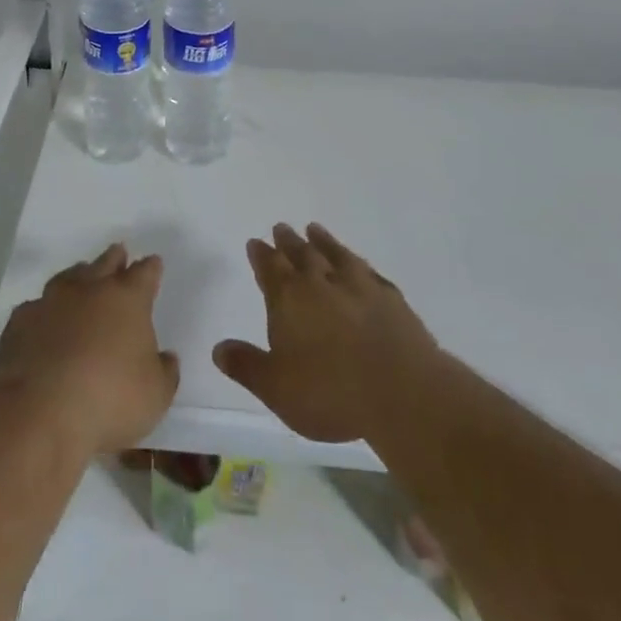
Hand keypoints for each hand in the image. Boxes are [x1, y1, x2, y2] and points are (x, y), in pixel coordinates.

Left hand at [0, 242, 179, 456]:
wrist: (38, 412)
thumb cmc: (108, 399)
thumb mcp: (156, 395)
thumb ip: (165, 372)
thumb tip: (166, 358)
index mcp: (127, 299)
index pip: (144, 274)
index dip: (150, 268)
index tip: (153, 263)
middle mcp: (88, 290)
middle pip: (105, 264)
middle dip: (115, 258)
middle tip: (119, 252)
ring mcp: (50, 302)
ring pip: (68, 278)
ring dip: (78, 276)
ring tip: (81, 276)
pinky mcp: (19, 322)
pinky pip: (36, 307)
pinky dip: (45, 310)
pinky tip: (44, 320)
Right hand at [214, 223, 441, 443]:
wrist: (402, 393)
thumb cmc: (330, 392)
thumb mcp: (276, 388)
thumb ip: (246, 366)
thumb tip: (218, 348)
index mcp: (289, 299)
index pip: (270, 268)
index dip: (261, 255)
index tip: (255, 242)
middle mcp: (321, 283)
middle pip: (301, 254)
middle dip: (288, 242)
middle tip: (281, 227)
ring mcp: (359, 287)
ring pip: (336, 255)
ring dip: (323, 241)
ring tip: (314, 229)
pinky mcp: (392, 299)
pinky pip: (369, 272)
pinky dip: (359, 264)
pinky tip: (360, 265)